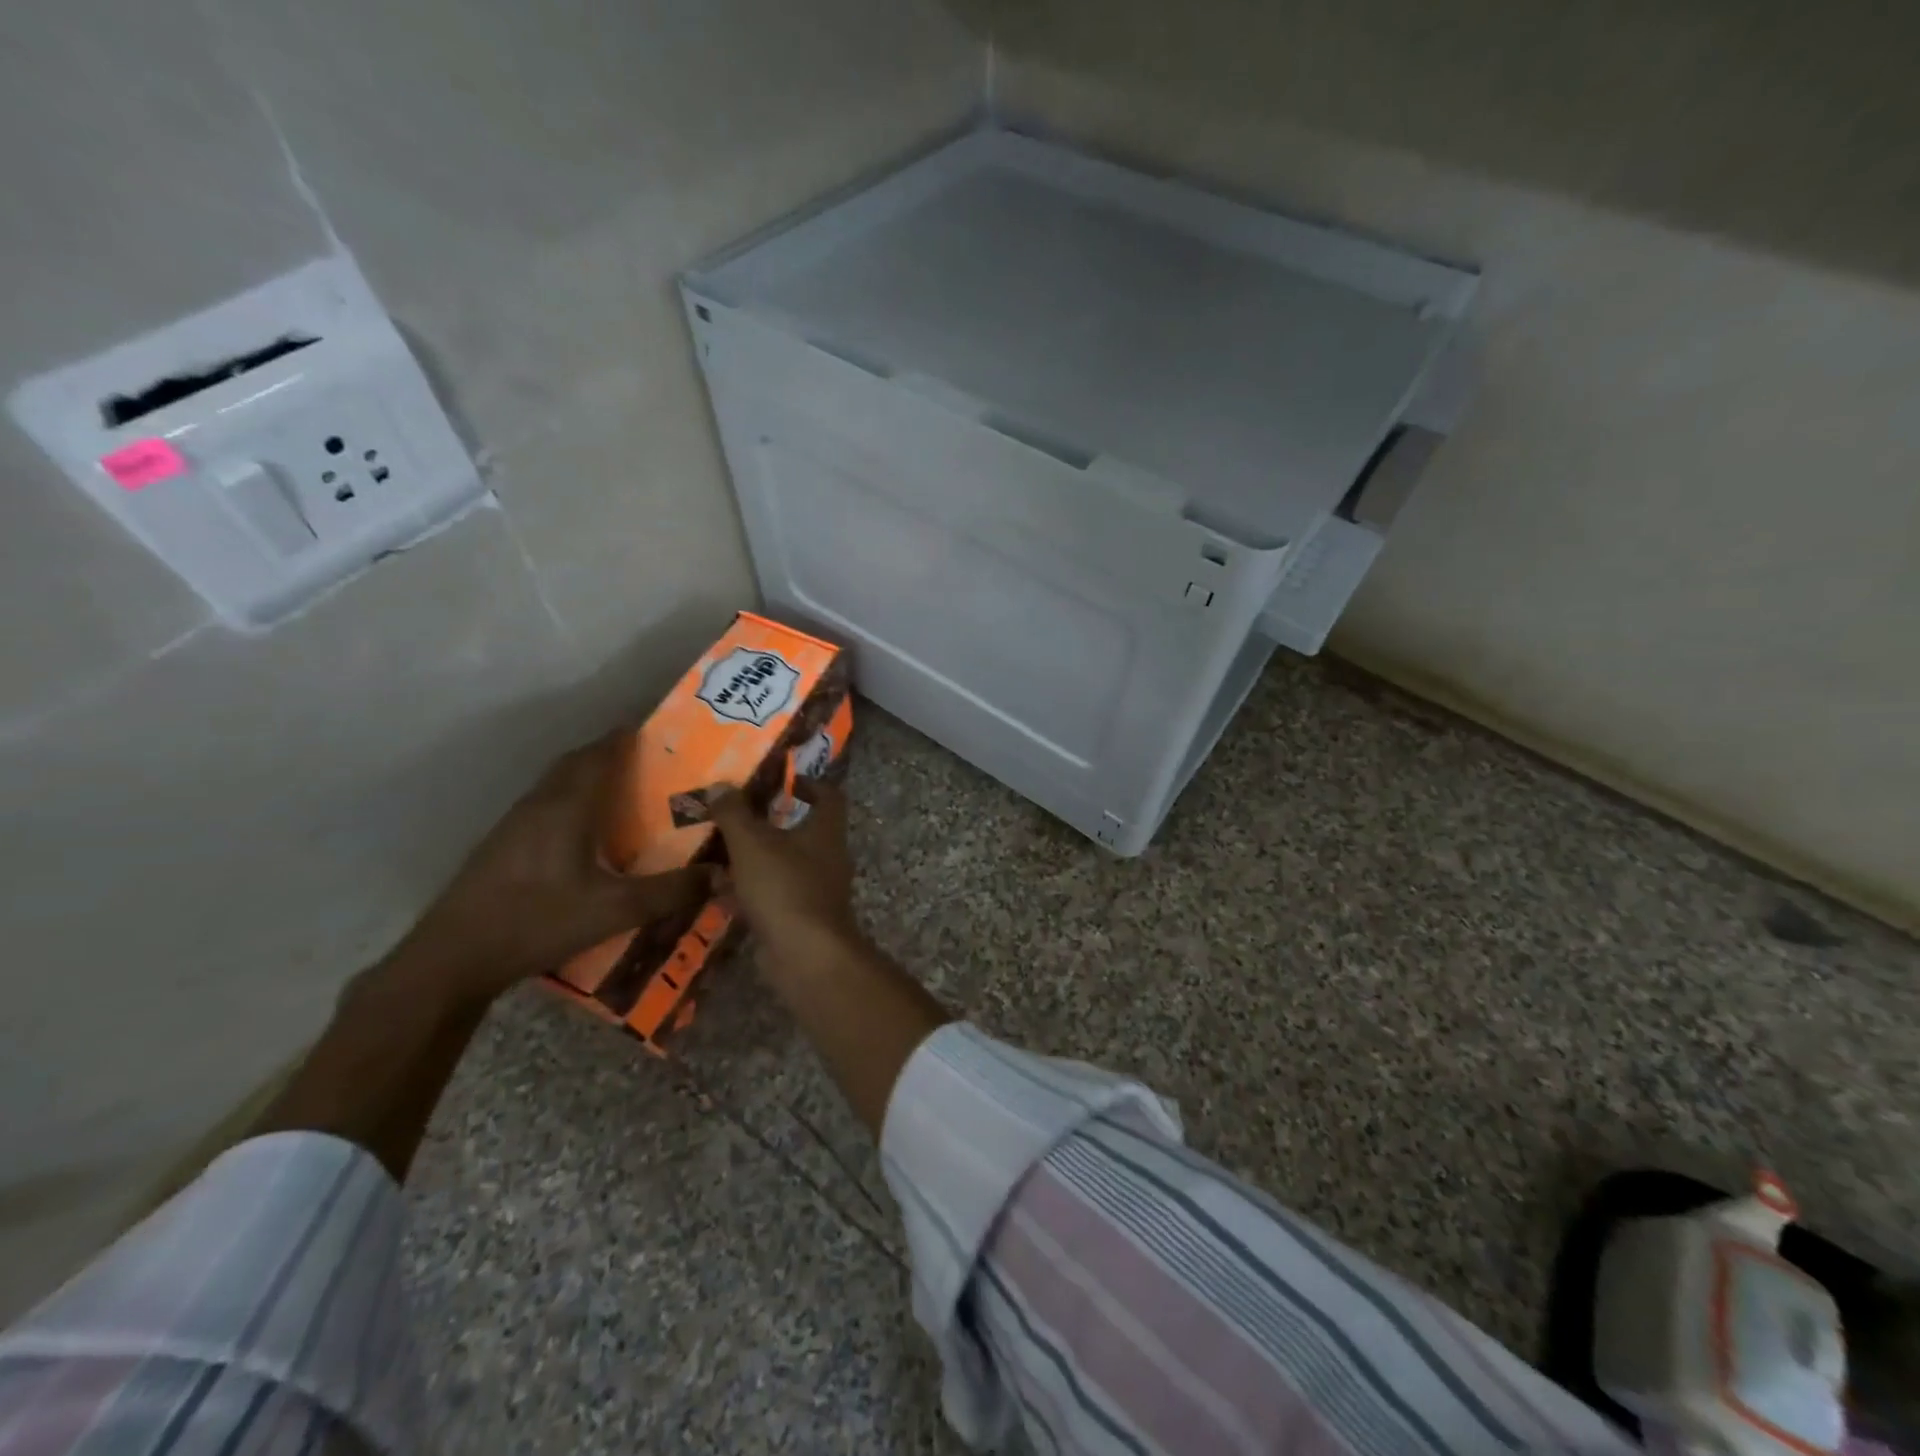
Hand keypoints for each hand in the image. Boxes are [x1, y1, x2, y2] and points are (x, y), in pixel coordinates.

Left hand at [393, 732, 710, 1002]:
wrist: (453, 957)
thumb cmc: (538, 920)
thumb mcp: (615, 910)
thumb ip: (670, 891)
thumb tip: (721, 874)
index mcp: (567, 807)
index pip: (598, 756)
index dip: (623, 739)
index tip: (651, 731)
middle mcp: (539, 805)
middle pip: (574, 764)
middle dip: (607, 754)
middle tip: (644, 761)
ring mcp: (514, 825)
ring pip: (555, 785)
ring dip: (585, 777)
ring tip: (620, 792)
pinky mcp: (501, 846)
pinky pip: (543, 806)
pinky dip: (569, 802)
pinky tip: (582, 833)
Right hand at [707, 780, 858, 953]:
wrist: (805, 955)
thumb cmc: (784, 887)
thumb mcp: (752, 843)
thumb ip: (734, 813)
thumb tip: (720, 785)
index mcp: (826, 831)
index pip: (830, 796)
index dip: (809, 783)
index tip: (782, 781)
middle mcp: (828, 857)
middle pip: (802, 831)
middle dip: (769, 824)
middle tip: (736, 817)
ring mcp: (817, 890)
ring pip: (783, 865)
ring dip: (755, 859)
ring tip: (718, 853)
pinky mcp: (801, 918)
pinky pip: (774, 895)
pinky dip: (750, 892)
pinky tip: (719, 892)